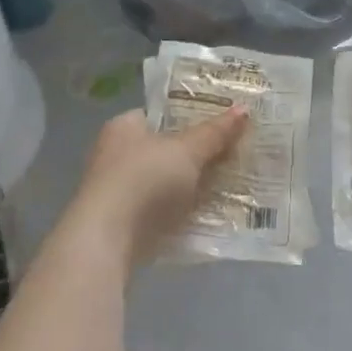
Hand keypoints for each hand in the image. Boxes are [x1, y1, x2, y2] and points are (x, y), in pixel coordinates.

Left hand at [66, 107, 249, 269]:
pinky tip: (211, 213)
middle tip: (232, 152)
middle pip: (166, 149)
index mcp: (124, 127)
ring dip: (191, 186)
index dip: (191, 116)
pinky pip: (162, 211)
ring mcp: (117, 192)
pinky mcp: (123, 225)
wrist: (108, 241)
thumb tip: (244, 109)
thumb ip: (215, 132)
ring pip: (166, 182)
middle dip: (196, 154)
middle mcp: (115, 155)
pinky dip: (182, 212)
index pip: (161, 114)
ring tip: (231, 183)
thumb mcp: (187, 151)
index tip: (222, 123)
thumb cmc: (144, 180)